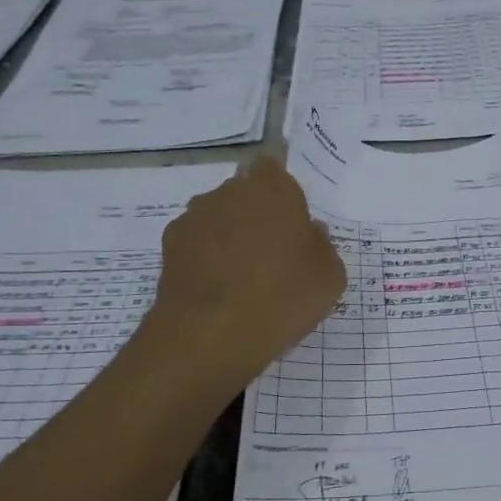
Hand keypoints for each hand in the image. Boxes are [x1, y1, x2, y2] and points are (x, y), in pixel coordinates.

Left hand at [145, 156, 345, 385]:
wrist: (211, 334)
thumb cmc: (282, 297)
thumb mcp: (329, 277)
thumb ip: (322, 245)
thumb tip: (309, 233)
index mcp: (274, 189)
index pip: (273, 166)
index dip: (279, 187)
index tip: (288, 214)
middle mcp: (230, 191)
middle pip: (245, 192)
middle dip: (256, 213)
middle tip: (272, 252)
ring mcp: (195, 216)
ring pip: (218, 216)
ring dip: (229, 234)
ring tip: (242, 275)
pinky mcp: (170, 244)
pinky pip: (197, 242)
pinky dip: (205, 256)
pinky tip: (217, 287)